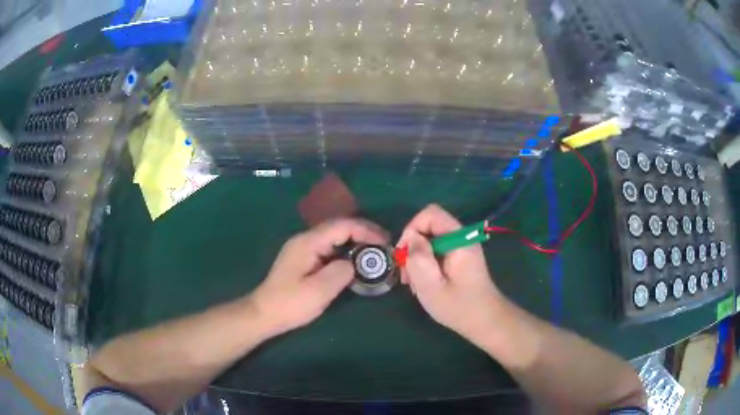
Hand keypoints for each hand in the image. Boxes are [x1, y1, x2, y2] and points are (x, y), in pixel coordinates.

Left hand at [251, 219, 388, 336]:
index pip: (342, 226)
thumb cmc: (290, 304)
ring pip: (334, 237)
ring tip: (375, 251)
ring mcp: (303, 248)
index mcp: (308, 242)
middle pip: (339, 227)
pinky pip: (329, 248)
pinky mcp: (304, 259)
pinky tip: (355, 261)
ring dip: (356, 241)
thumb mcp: (318, 291)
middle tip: (385, 245)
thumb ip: (340, 273)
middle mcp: (305, 239)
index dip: (366, 230)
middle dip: (364, 232)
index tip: (385, 242)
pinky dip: (346, 250)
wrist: (264, 313)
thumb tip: (352, 264)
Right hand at [398, 205, 501, 345]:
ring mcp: (461, 248)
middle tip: (406, 274)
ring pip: (430, 239)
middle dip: (413, 247)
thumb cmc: (458, 307)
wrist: (484, 321)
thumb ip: (419, 258)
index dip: (412, 229)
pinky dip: (426, 263)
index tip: (404, 256)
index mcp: (459, 240)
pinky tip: (423, 283)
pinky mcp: (460, 258)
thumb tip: (410, 238)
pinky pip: (437, 251)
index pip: (430, 214)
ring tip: (413, 283)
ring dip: (417, 258)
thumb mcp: (431, 286)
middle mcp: (462, 238)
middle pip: (429, 226)